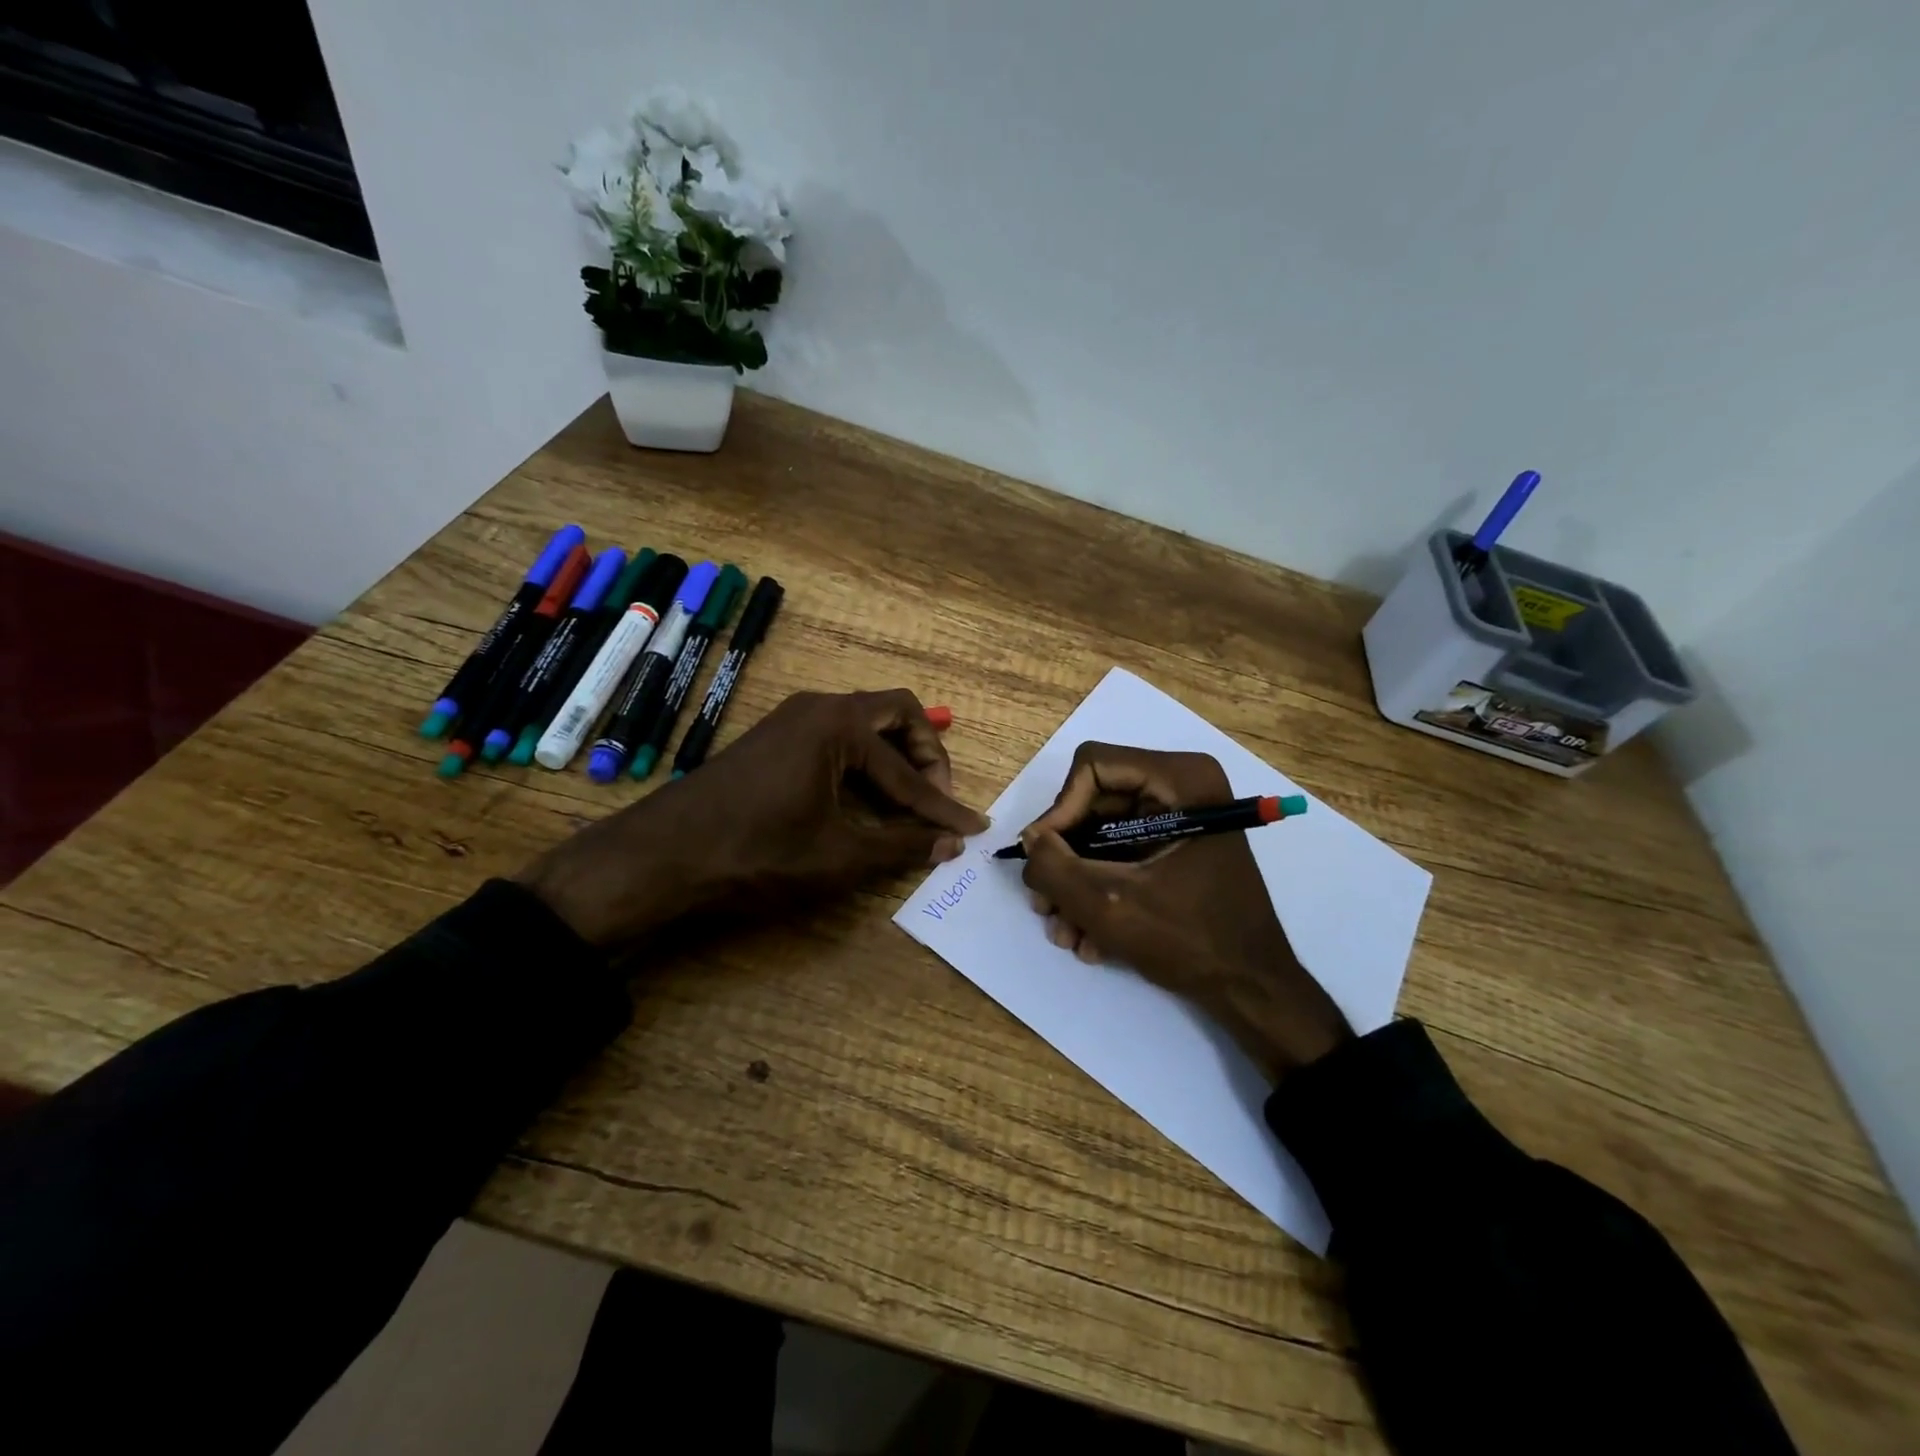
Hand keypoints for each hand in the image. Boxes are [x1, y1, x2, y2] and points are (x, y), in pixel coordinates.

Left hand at [518, 690, 988, 945]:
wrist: (662, 855)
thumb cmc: (755, 852)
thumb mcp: (837, 857)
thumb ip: (900, 846)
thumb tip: (950, 844)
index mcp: (838, 725)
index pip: (907, 770)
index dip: (942, 805)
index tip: (971, 827)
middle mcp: (819, 707)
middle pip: (894, 714)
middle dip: (925, 756)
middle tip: (936, 800)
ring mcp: (792, 718)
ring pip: (864, 723)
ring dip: (894, 757)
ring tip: (909, 802)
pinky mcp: (775, 737)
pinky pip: (837, 736)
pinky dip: (863, 761)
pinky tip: (864, 797)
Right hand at [1019, 742, 1351, 1082]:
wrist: (1251, 989)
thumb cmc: (1191, 940)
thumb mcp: (1109, 905)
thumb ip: (1054, 868)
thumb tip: (1029, 842)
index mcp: (1180, 779)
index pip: (1092, 767)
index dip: (1060, 811)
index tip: (1044, 859)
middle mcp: (1180, 786)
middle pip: (1092, 804)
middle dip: (1065, 859)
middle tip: (1044, 905)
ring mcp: (1178, 818)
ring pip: (1100, 834)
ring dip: (1077, 884)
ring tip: (1066, 933)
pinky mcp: (1174, 846)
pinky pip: (1120, 854)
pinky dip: (1100, 890)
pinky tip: (1090, 939)